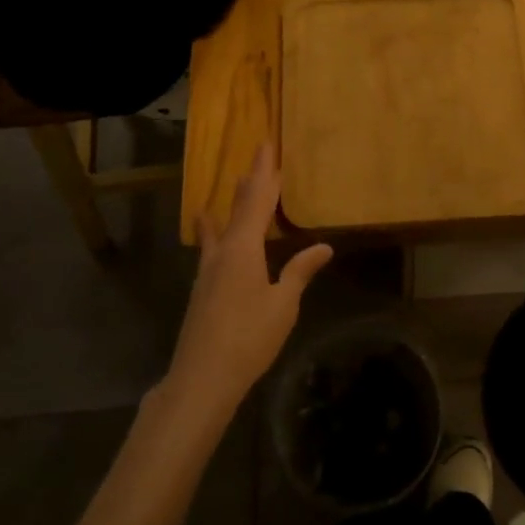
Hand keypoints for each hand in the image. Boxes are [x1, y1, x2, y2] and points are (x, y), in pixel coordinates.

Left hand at [167, 142, 332, 413]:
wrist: (201, 378)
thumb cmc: (248, 338)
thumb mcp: (283, 305)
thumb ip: (299, 272)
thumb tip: (323, 246)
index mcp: (244, 249)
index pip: (258, 201)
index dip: (265, 173)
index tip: (267, 145)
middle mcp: (223, 251)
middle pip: (238, 207)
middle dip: (251, 181)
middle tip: (259, 156)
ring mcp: (208, 270)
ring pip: (223, 225)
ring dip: (233, 202)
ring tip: (236, 183)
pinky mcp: (203, 289)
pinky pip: (214, 245)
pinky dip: (217, 229)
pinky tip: (211, 232)